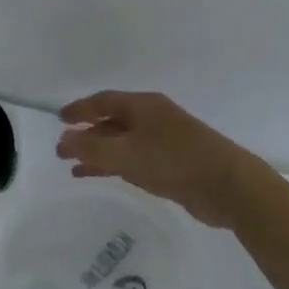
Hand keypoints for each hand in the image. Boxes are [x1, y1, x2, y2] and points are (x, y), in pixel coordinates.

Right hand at [56, 91, 259, 230]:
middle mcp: (153, 118)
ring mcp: (163, 142)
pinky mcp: (171, 165)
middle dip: (86, 134)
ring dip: (97, 152)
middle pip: (112, 121)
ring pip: (121, 143)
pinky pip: (133, 160)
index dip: (80, 109)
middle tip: (61, 149)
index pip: (104, 101)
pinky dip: (113, 166)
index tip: (59, 120)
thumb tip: (63, 140)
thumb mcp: (126, 154)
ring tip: (72, 167)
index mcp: (144, 106)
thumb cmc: (175, 162)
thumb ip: (91, 148)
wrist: (229, 187)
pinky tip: (98, 176)